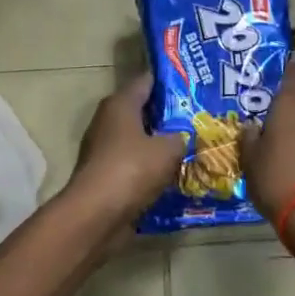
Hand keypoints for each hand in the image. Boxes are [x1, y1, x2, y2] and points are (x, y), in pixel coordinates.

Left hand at [62, 74, 186, 226]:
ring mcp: (104, 149)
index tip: (193, 85)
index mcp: (120, 104)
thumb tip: (183, 137)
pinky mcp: (105, 175)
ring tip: (191, 147)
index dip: (169, 81)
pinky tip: (174, 175)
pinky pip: (134, 165)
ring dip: (159, 144)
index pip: (146, 81)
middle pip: (142, 111)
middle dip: (169, 115)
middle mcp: (108, 121)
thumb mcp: (168, 149)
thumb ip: (180, 137)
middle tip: (198, 118)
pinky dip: (150, 168)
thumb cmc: (132, 169)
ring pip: (139, 140)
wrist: (96, 215)